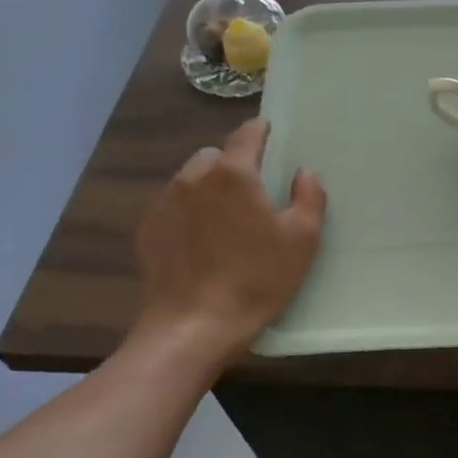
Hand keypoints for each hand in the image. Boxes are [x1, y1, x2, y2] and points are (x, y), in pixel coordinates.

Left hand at [133, 119, 324, 360]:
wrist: (194, 326)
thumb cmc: (257, 279)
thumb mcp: (302, 240)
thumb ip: (309, 197)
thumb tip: (304, 172)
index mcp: (233, 174)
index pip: (247, 133)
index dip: (262, 131)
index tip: (272, 135)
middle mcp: (193, 178)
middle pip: (215, 155)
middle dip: (234, 165)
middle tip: (254, 194)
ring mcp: (165, 203)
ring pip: (191, 180)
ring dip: (209, 188)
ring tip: (226, 221)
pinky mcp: (148, 229)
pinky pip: (174, 207)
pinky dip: (189, 213)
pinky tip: (203, 243)